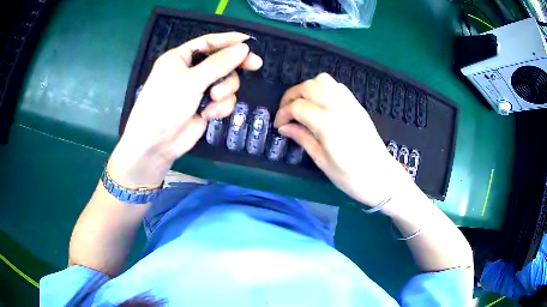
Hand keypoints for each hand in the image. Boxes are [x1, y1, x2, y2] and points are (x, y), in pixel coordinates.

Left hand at [108, 32, 262, 188]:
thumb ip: (219, 64)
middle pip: (221, 61)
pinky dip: (220, 107)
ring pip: (226, 82)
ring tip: (213, 100)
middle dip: (233, 67)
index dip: (229, 40)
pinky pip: (224, 100)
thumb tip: (244, 48)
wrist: (156, 145)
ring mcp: (198, 90)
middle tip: (254, 65)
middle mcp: (190, 71)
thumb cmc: (165, 105)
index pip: (208, 43)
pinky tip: (209, 114)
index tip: (250, 41)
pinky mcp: (205, 107)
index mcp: (181, 58)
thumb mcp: (191, 81)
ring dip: (225, 91)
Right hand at [274, 73, 414, 206]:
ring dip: (307, 89)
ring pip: (322, 80)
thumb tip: (284, 127)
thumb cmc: (351, 177)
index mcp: (328, 124)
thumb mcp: (322, 161)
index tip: (279, 125)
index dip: (283, 113)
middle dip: (291, 96)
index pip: (298, 106)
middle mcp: (339, 107)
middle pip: (308, 87)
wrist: (382, 177)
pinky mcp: (357, 105)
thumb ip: (302, 138)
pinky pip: (337, 86)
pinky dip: (323, 88)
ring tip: (301, 105)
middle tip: (286, 113)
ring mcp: (350, 104)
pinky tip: (320, 103)